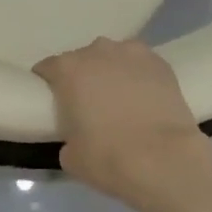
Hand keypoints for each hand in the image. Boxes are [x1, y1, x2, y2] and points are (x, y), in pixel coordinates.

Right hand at [33, 37, 211, 211]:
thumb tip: (77, 137)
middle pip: (82, 59)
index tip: (54, 102)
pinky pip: (140, 65)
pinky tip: (144, 97)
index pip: (47, 68)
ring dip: (111, 72)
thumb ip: (67, 136)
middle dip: (82, 77)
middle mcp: (96, 51)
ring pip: (113, 57)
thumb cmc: (107, 157)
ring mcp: (131, 53)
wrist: (164, 160)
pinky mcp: (161, 63)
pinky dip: (139, 76)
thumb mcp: (70, 156)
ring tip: (120, 98)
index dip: (48, 84)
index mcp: (68, 70)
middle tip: (89, 104)